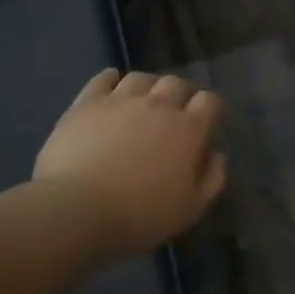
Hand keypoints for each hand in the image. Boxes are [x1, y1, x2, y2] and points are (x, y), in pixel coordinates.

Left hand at [33, 69, 227, 258]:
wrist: (77, 210)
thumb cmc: (140, 215)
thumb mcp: (190, 209)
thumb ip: (212, 179)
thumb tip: (217, 154)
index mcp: (188, 129)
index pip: (209, 101)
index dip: (210, 108)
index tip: (205, 121)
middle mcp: (158, 105)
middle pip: (176, 83)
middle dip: (180, 94)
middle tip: (174, 112)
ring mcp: (120, 100)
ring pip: (141, 78)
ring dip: (148, 87)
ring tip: (142, 102)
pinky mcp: (87, 103)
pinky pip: (103, 79)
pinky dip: (111, 79)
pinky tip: (111, 88)